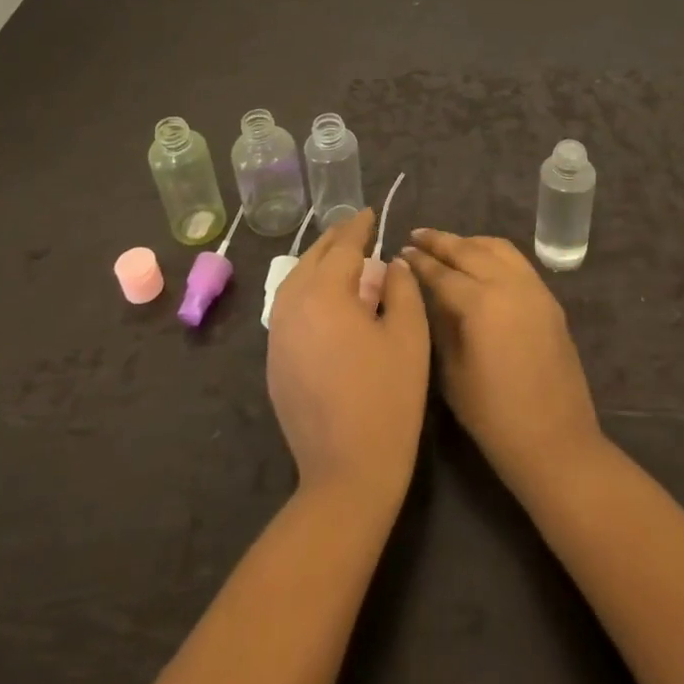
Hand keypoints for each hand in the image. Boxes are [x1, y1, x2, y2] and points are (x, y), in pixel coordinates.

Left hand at [268, 209, 429, 505]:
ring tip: (342, 258)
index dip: (359, 227)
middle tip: (357, 229)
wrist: (347, 472)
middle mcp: (292, 306)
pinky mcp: (274, 362)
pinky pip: (288, 308)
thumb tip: (391, 264)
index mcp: (324, 294)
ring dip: (318, 263)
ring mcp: (278, 336)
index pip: (343, 247)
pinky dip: (307, 290)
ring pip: (294, 282)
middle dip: (335, 240)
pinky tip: (326, 299)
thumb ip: (402, 288)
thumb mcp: (409, 335)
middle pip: (312, 259)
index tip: (370, 212)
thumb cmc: (388, 398)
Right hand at [401, 229, 603, 496]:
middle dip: (441, 241)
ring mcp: (534, 289)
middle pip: (470, 250)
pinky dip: (494, 252)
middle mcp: (509, 285)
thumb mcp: (452, 373)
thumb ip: (440, 324)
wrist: (555, 441)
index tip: (400, 251)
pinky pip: (517, 262)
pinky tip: (480, 261)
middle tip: (417, 235)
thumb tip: (429, 294)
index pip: (442, 272)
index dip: (419, 262)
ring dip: (470, 242)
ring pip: (498, 248)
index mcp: (481, 304)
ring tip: (447, 245)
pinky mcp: (549, 299)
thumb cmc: (493, 417)